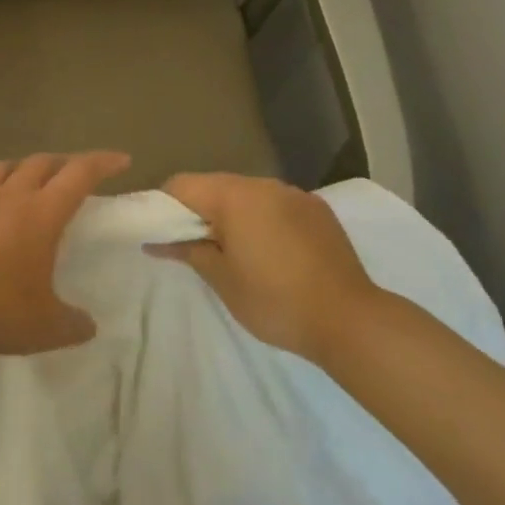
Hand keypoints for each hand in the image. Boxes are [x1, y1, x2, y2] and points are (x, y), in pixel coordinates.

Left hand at [0, 152, 129, 357]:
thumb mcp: (44, 329)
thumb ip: (73, 325)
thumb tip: (90, 326)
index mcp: (42, 214)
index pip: (80, 174)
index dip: (103, 162)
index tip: (121, 159)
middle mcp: (10, 194)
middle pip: (43, 163)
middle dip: (64, 164)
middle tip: (74, 175)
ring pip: (4, 166)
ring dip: (22, 169)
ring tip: (27, 180)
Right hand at [152, 173, 378, 361]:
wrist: (349, 319)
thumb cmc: (275, 301)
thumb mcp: (222, 280)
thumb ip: (188, 251)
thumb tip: (156, 242)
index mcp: (234, 196)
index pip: (183, 184)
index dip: (165, 206)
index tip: (164, 234)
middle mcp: (264, 185)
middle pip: (216, 186)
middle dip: (201, 211)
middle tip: (199, 249)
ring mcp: (295, 194)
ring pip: (248, 195)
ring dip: (234, 215)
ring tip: (238, 254)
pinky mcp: (318, 210)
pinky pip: (277, 205)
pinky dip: (264, 220)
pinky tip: (274, 253)